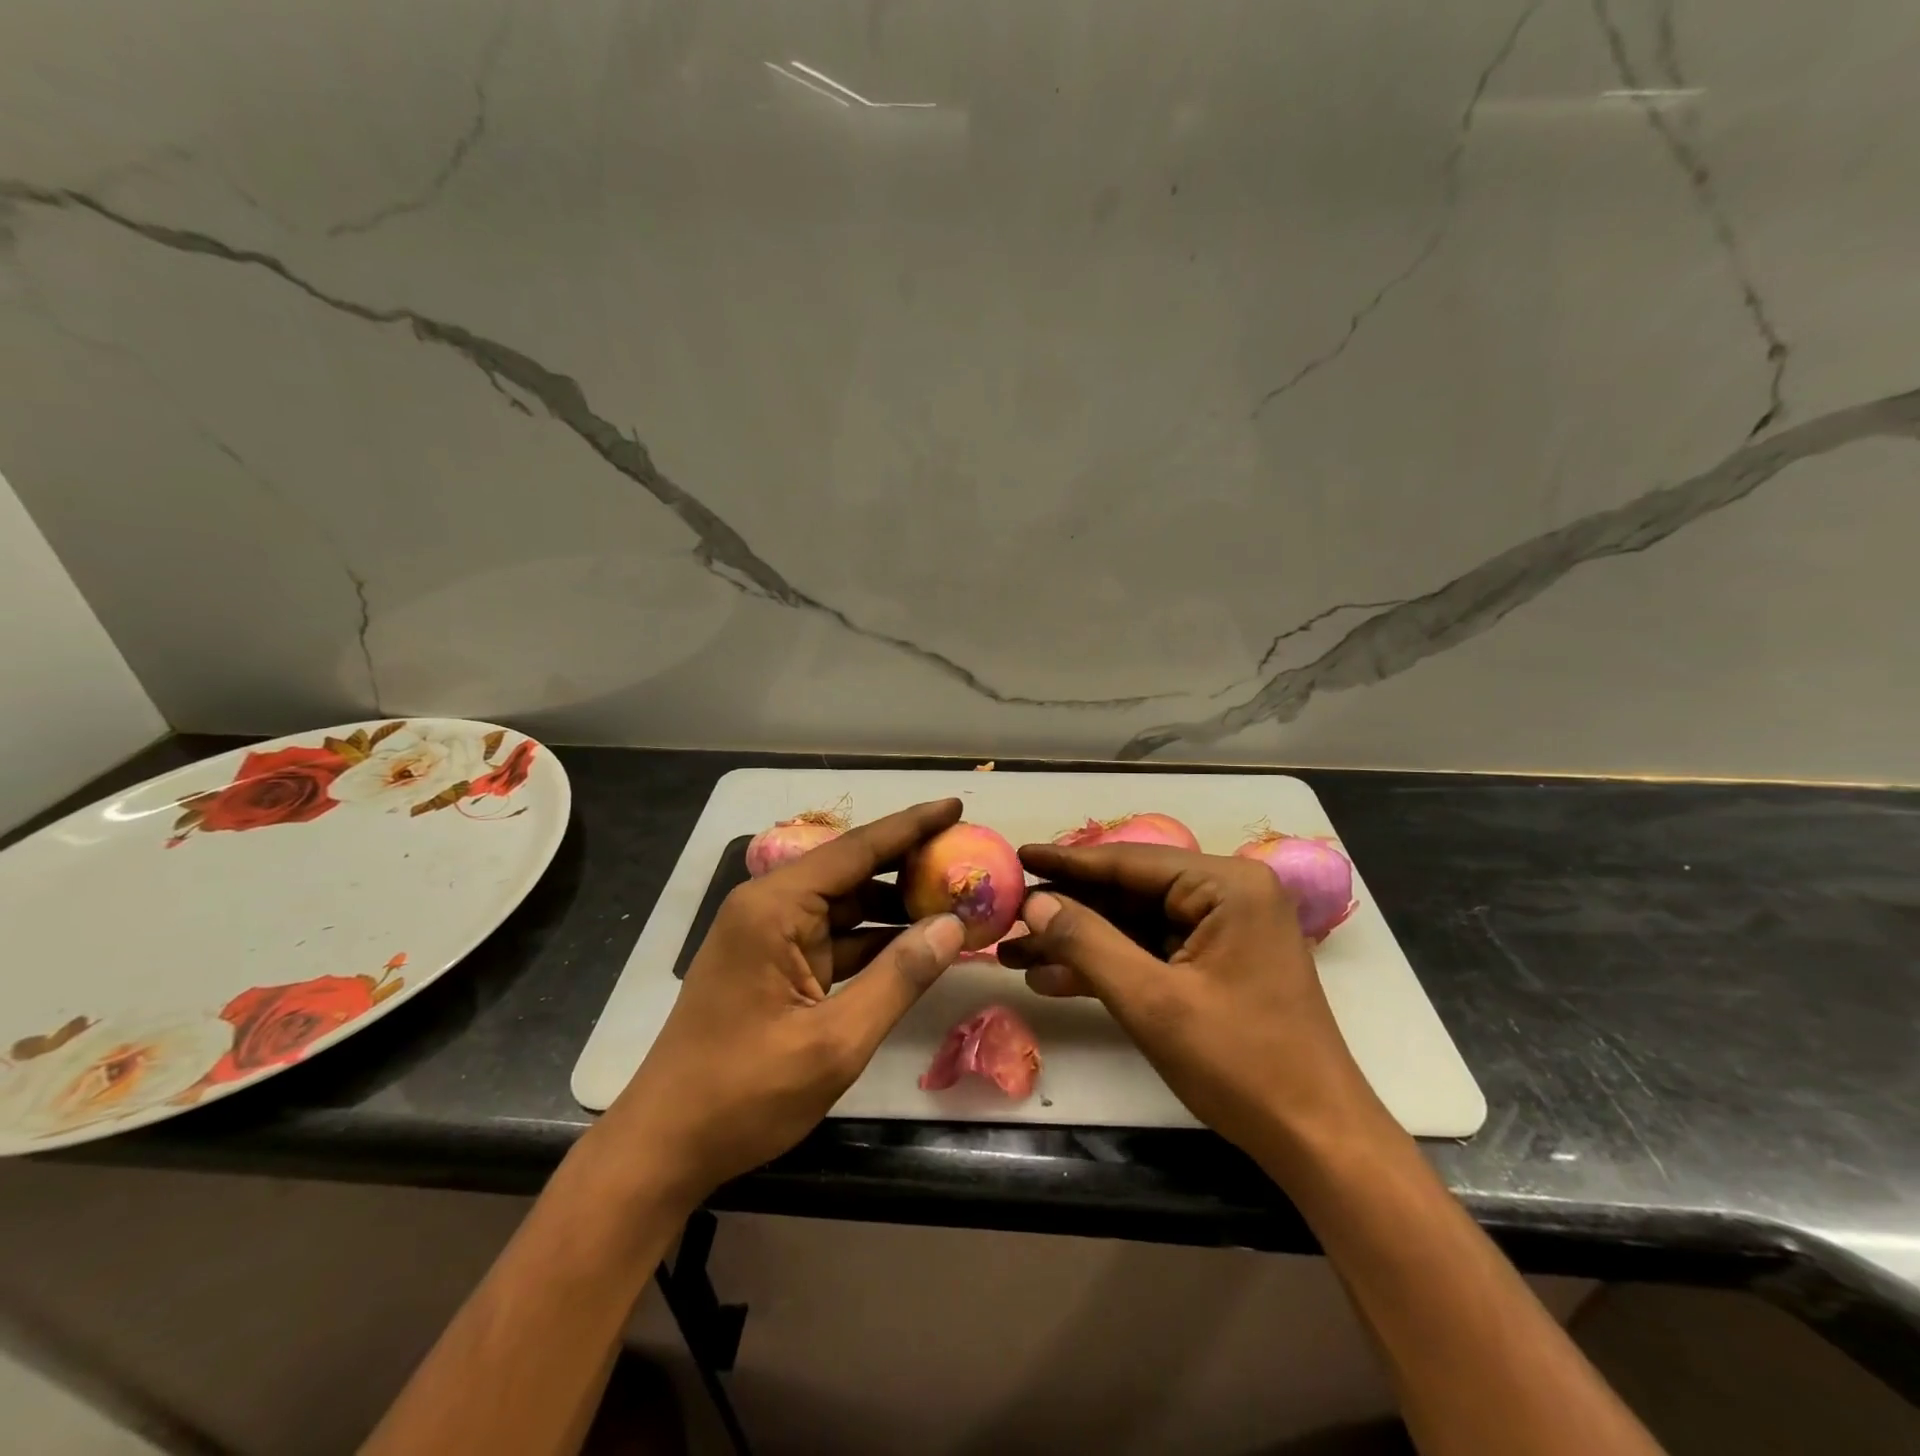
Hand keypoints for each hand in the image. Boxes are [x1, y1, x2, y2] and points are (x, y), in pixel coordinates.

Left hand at [602, 799, 967, 1206]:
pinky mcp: (774, 964)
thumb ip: (899, 978)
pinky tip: (917, 945)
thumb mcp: (835, 1042)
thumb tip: (953, 926)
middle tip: (967, 857)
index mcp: (775, 907)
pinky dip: (874, 940)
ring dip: (896, 906)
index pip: (856, 850)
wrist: (664, 1147)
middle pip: (851, 871)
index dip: (911, 826)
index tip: (955, 805)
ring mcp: (770, 936)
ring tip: (955, 901)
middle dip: (909, 864)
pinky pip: (834, 938)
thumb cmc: (744, 1093)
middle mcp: (770, 907)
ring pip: (845, 905)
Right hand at [999, 843, 1386, 1160]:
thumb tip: (1034, 903)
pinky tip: (1054, 979)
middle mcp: (1228, 895)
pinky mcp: (1217, 965)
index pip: (1129, 863)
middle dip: (1067, 912)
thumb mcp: (1153, 1001)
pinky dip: (1108, 966)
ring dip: (1080, 943)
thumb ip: (1088, 943)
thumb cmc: (1241, 1064)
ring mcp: (1224, 931)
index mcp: (1227, 886)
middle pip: (1129, 893)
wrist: (1316, 1141)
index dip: (1066, 862)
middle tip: (1007, 917)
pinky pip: (1152, 952)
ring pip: (1134, 925)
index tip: (1018, 855)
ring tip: (1015, 954)